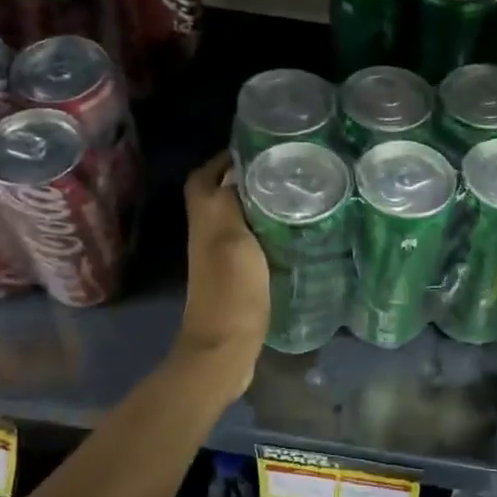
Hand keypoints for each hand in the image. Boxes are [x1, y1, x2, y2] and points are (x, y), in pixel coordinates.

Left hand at [173, 152, 269, 391]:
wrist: (226, 348)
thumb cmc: (232, 291)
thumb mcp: (233, 239)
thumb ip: (231, 202)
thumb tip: (237, 169)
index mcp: (205, 221)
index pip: (204, 178)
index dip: (223, 160)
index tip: (257, 148)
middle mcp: (207, 236)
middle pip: (217, 196)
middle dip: (243, 179)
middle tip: (281, 171)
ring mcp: (221, 259)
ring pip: (234, 219)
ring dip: (256, 205)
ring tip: (292, 195)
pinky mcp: (237, 278)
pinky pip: (249, 242)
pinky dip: (266, 232)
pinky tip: (292, 234)